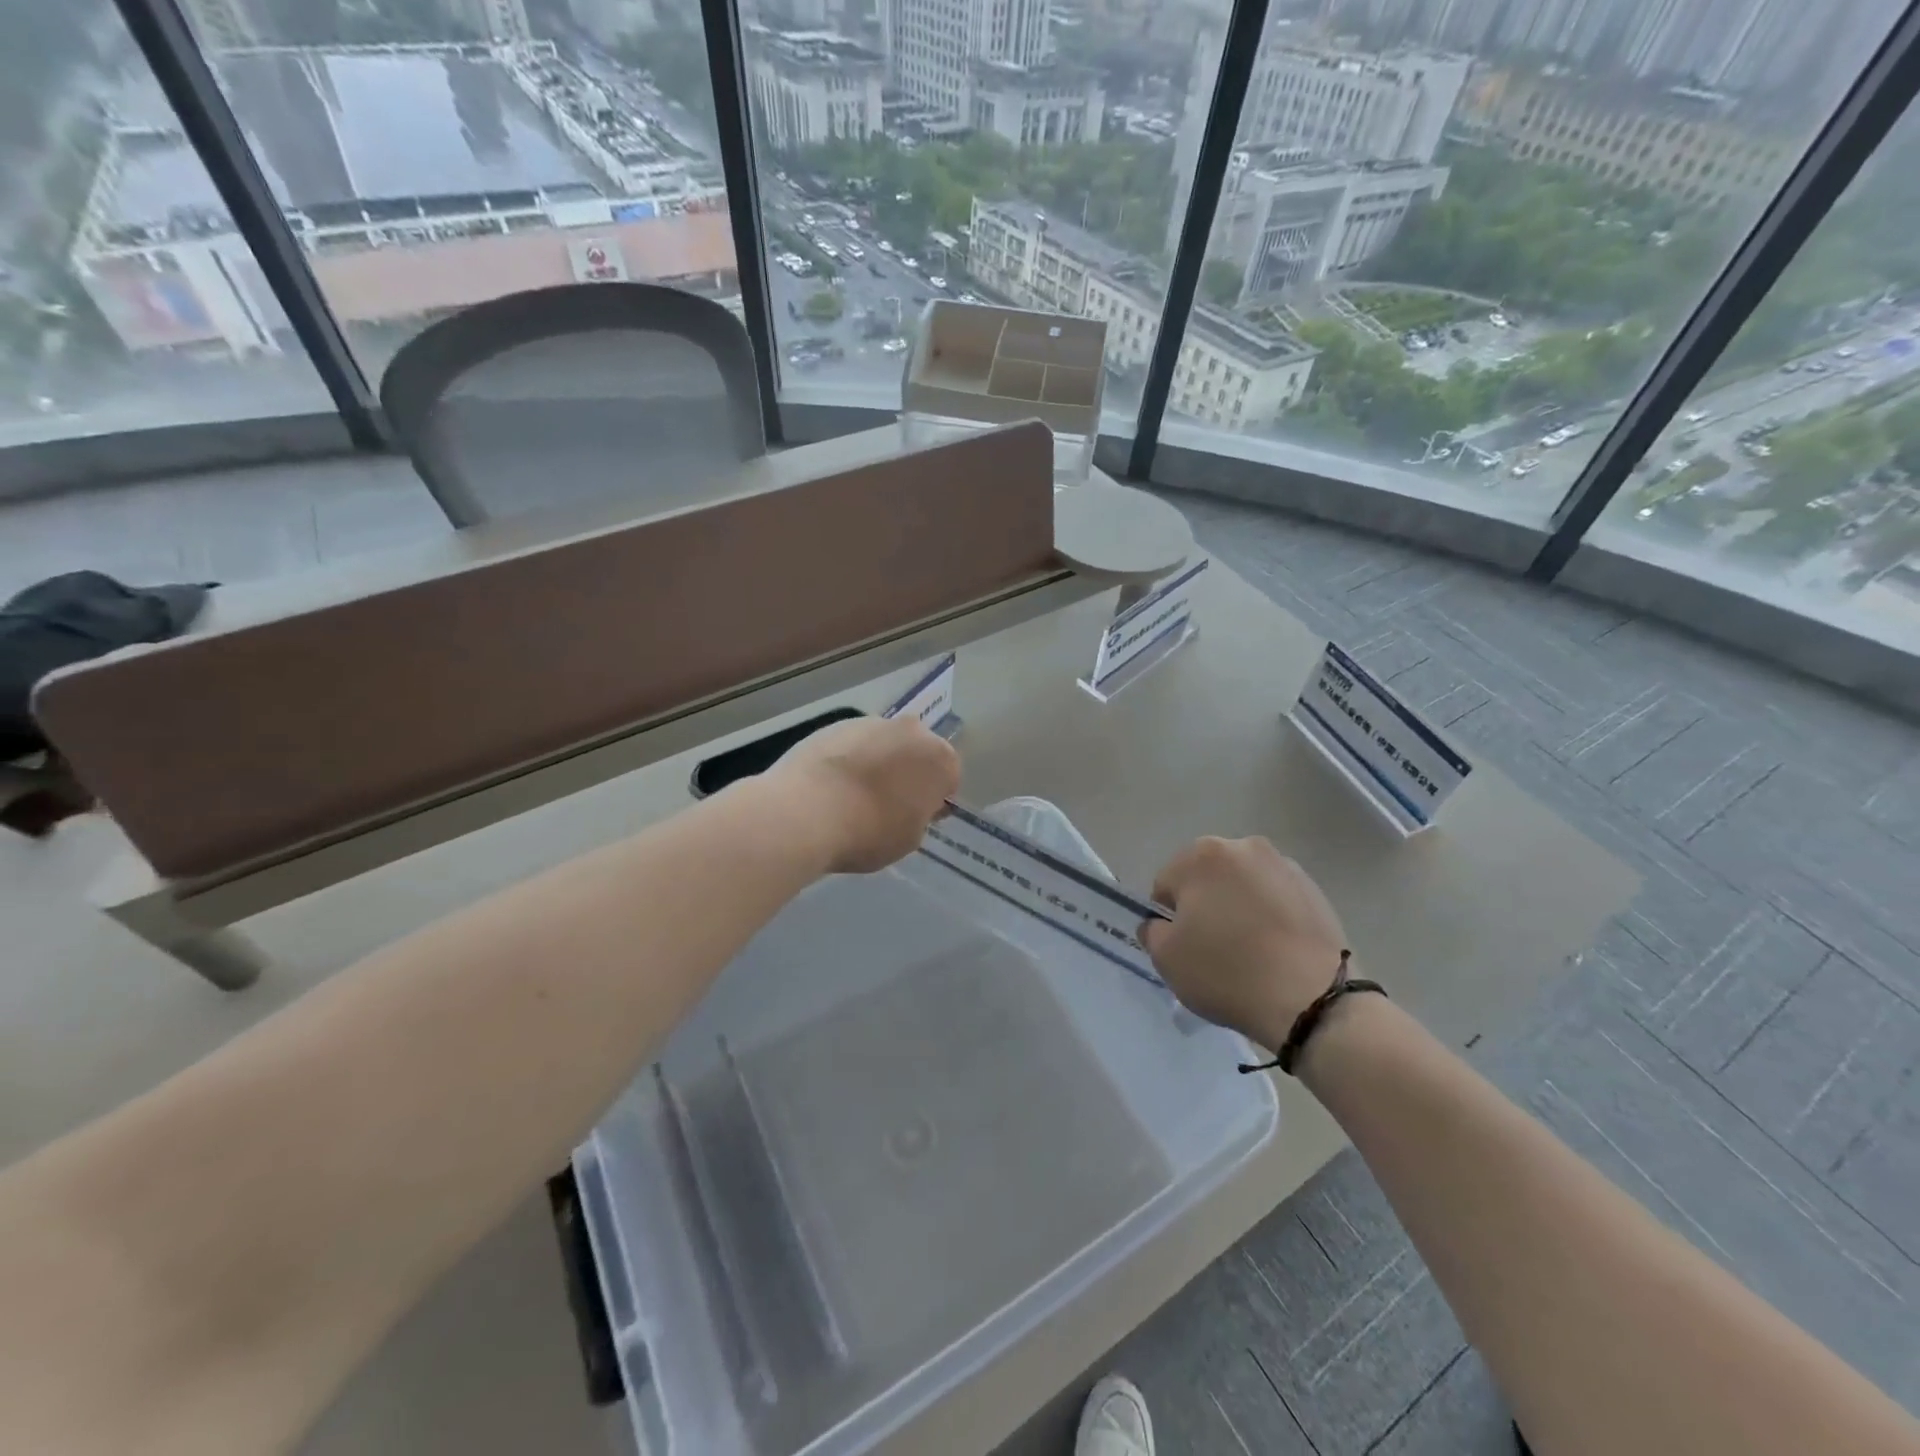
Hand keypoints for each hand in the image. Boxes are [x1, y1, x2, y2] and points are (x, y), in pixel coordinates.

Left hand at [771, 716, 959, 873]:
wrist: (807, 811)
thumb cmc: (869, 831)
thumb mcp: (909, 839)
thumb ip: (918, 816)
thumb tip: (908, 805)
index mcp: (939, 758)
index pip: (948, 776)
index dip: (934, 798)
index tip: (917, 816)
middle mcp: (910, 730)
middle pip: (916, 752)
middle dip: (907, 772)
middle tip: (887, 804)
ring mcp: (870, 722)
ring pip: (883, 744)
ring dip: (876, 763)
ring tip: (852, 795)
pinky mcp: (834, 724)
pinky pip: (852, 744)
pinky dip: (847, 759)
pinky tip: (830, 786)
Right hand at [1143, 837, 1352, 1046]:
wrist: (1312, 998)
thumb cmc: (1227, 971)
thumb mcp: (1166, 958)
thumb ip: (1152, 932)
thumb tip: (1160, 924)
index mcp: (1201, 855)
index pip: (1167, 885)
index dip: (1169, 919)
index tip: (1184, 948)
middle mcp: (1243, 847)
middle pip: (1207, 879)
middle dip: (1205, 906)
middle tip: (1214, 949)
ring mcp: (1284, 865)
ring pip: (1243, 887)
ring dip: (1239, 908)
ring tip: (1250, 952)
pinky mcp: (1315, 889)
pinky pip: (1276, 899)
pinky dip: (1269, 917)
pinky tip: (1275, 951)